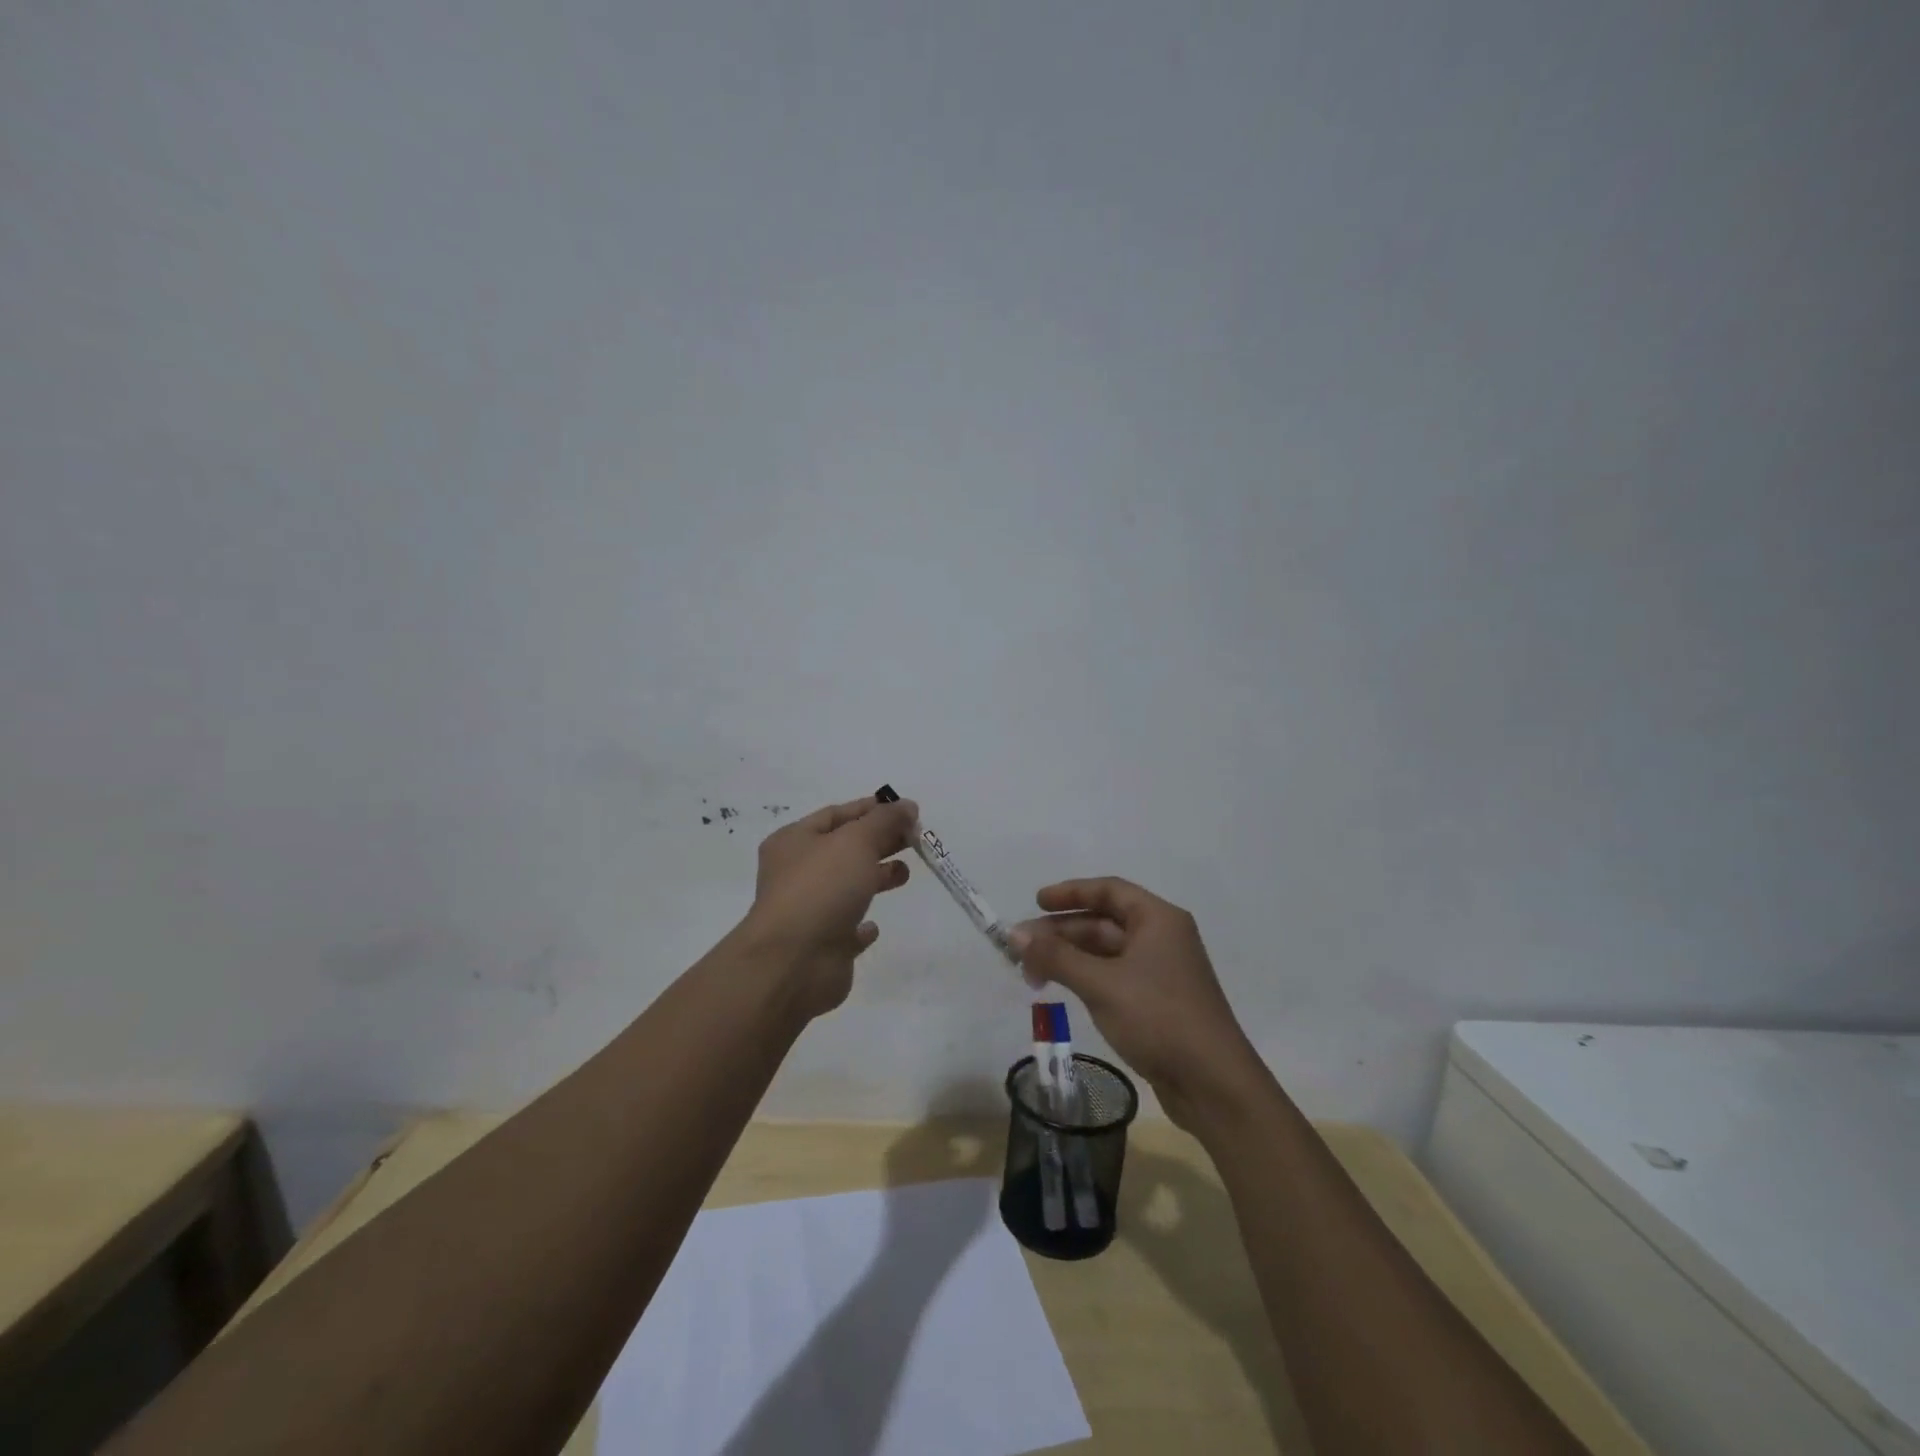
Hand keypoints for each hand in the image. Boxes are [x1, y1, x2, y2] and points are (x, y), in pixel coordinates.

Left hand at [741, 795, 917, 1019]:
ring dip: (876, 877)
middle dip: (880, 841)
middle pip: (845, 849)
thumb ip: (885, 820)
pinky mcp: (823, 945)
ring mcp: (808, 911)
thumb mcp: (857, 841)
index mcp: (794, 841)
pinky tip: (875, 926)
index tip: (907, 810)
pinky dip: (861, 926)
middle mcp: (797, 873)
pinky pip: (845, 929)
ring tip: (905, 874)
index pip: (836, 814)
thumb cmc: (821, 889)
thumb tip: (908, 806)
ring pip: (847, 886)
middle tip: (915, 840)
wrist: (794, 963)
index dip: (871, 809)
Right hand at [1011, 878, 1259, 1127]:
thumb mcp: (1101, 984)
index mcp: (1158, 919)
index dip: (1070, 892)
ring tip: (1031, 973)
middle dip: (1061, 932)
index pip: (1109, 890)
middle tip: (1021, 948)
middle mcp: (1162, 938)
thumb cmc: (1159, 1018)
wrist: (1213, 1084)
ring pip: (1106, 952)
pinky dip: (1085, 978)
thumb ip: (1056, 957)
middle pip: (1104, 922)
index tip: (1036, 902)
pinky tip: (1061, 989)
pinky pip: (1113, 976)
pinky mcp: (1157, 1002)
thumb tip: (1015, 934)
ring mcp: (1161, 972)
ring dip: (1069, 957)